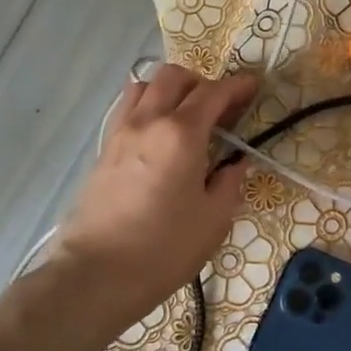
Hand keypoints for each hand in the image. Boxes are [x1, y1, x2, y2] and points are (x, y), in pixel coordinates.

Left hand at [52, 63, 256, 324]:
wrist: (97, 273)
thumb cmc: (164, 249)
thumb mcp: (214, 219)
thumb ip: (229, 182)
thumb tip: (235, 163)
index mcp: (181, 134)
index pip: (213, 93)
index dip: (237, 86)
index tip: (254, 87)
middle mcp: (148, 121)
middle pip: (174, 77)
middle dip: (202, 82)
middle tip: (220, 108)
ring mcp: (120, 132)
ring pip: (144, 85)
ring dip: (170, 90)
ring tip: (186, 116)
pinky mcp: (103, 149)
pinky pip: (127, 109)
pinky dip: (148, 106)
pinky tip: (160, 135)